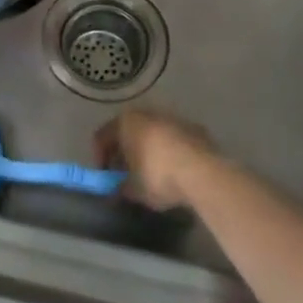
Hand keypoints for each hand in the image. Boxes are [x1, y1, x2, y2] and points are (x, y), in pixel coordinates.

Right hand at [93, 109, 215, 210]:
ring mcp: (172, 118)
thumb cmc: (158, 177)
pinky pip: (173, 139)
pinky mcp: (194, 128)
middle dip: (125, 152)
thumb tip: (118, 188)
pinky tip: (174, 171)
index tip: (105, 177)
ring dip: (148, 150)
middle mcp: (146, 113)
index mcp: (125, 122)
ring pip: (152, 133)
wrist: (203, 173)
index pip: (102, 136)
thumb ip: (121, 187)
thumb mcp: (134, 190)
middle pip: (128, 131)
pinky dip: (169, 151)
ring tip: (152, 173)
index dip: (100, 158)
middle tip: (126, 174)